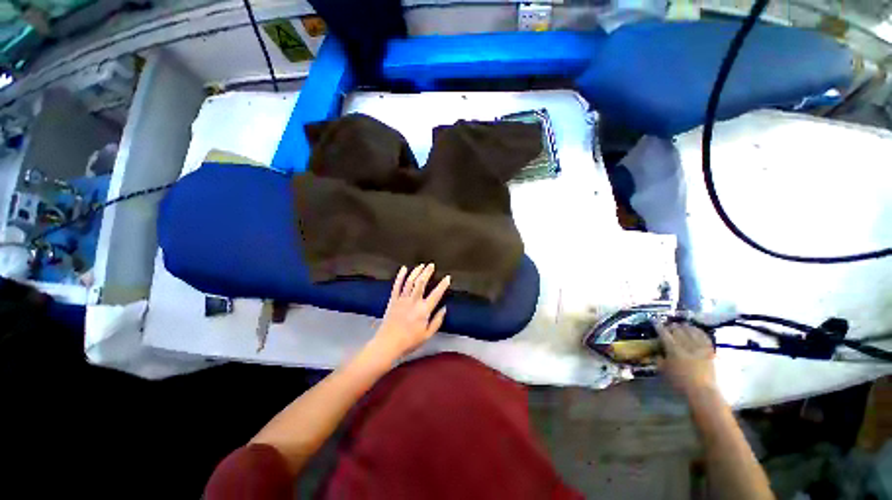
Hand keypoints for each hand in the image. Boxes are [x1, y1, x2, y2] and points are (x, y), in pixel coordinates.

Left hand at [373, 263, 449, 357]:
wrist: (388, 344)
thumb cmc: (409, 341)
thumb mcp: (427, 335)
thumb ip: (437, 321)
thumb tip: (444, 309)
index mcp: (423, 310)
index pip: (436, 294)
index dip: (443, 285)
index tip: (447, 277)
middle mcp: (413, 301)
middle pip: (421, 283)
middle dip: (427, 272)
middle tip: (431, 265)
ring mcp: (402, 299)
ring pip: (410, 281)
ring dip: (416, 272)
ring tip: (421, 265)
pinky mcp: (393, 300)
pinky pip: (396, 286)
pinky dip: (400, 276)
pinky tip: (403, 269)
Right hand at [657, 322, 716, 397]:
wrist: (702, 391)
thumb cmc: (679, 382)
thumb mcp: (663, 370)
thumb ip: (658, 358)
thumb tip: (657, 351)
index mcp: (673, 348)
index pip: (663, 332)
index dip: (658, 325)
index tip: (654, 320)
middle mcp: (686, 344)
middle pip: (678, 329)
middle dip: (671, 326)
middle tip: (667, 326)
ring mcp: (699, 346)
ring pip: (691, 330)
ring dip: (684, 326)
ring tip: (681, 326)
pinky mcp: (709, 350)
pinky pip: (704, 336)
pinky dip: (698, 331)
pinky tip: (695, 330)